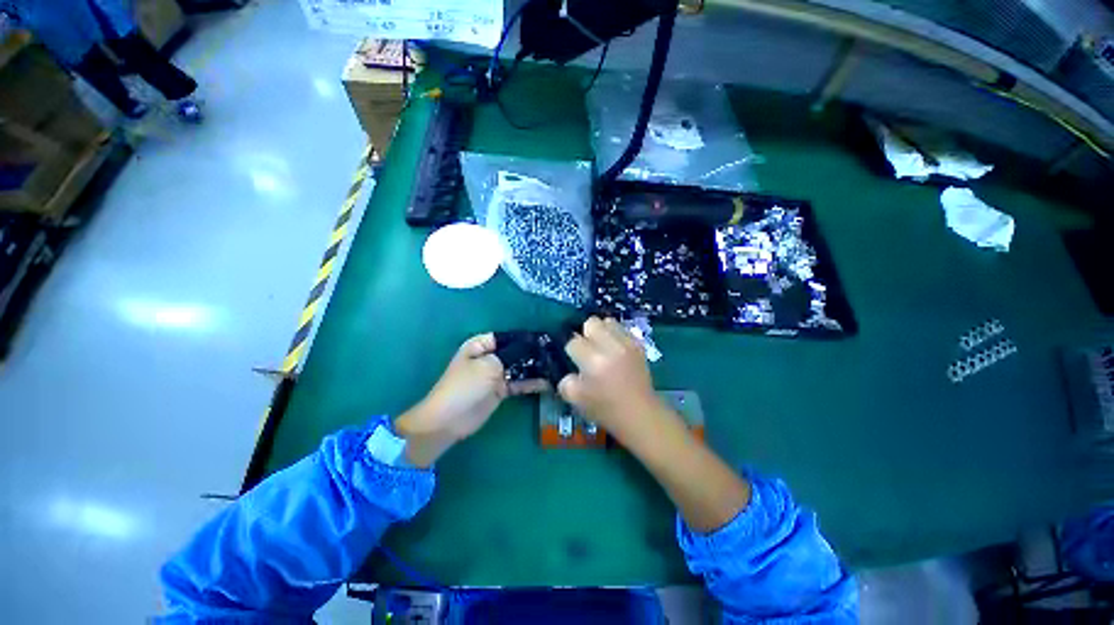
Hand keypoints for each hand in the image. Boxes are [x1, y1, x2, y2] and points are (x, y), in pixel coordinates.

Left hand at [395, 333, 546, 466]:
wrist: (449, 421)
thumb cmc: (465, 387)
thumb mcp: (488, 366)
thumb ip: (512, 356)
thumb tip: (532, 350)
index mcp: (480, 345)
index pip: (507, 337)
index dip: (524, 338)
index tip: (545, 340)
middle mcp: (489, 357)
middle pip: (515, 352)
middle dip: (533, 354)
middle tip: (555, 354)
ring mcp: (495, 374)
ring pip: (519, 368)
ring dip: (534, 368)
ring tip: (555, 367)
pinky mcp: (501, 390)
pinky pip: (519, 383)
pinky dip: (531, 383)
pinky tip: (548, 382)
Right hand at [558, 317, 669, 445]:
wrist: (639, 414)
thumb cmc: (605, 409)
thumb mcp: (575, 399)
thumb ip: (565, 381)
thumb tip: (567, 370)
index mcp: (593, 362)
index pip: (573, 341)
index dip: (571, 350)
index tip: (574, 359)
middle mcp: (611, 347)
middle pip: (591, 322)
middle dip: (585, 334)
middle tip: (587, 349)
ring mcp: (627, 343)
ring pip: (607, 321)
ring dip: (601, 331)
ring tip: (602, 346)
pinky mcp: (638, 344)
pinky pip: (622, 328)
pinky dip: (615, 335)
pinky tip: (615, 349)